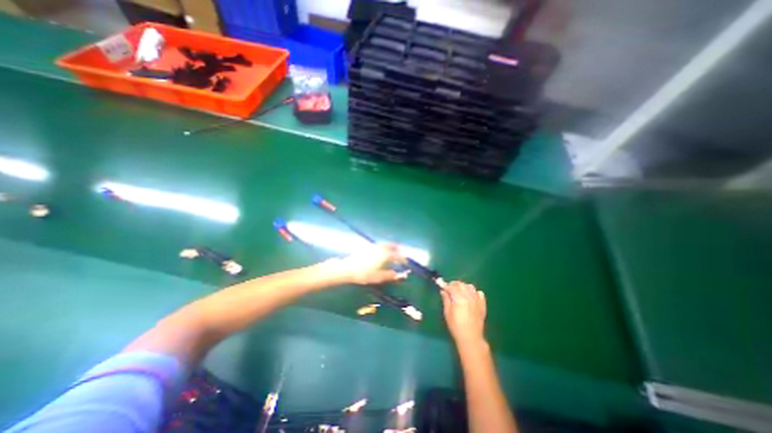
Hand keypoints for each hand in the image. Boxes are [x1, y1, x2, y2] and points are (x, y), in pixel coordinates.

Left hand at [332, 246, 409, 285]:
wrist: (348, 269)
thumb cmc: (364, 274)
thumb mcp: (378, 277)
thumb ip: (388, 275)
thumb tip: (397, 275)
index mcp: (384, 255)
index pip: (396, 255)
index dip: (402, 258)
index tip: (405, 261)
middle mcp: (380, 248)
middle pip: (391, 246)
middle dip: (397, 249)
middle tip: (400, 252)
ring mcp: (373, 246)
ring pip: (384, 244)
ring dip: (390, 246)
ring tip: (392, 250)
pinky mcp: (366, 247)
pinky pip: (378, 245)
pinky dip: (383, 246)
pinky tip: (381, 251)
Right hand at [440, 282, 486, 347]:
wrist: (471, 338)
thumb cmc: (456, 327)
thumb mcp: (447, 313)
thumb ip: (446, 300)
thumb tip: (443, 291)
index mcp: (459, 299)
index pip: (452, 287)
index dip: (446, 285)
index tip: (441, 284)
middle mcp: (469, 297)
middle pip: (461, 284)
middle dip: (454, 284)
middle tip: (449, 288)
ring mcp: (477, 300)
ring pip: (470, 286)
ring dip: (463, 286)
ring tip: (459, 291)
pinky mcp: (482, 304)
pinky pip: (479, 293)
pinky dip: (474, 292)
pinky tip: (470, 296)